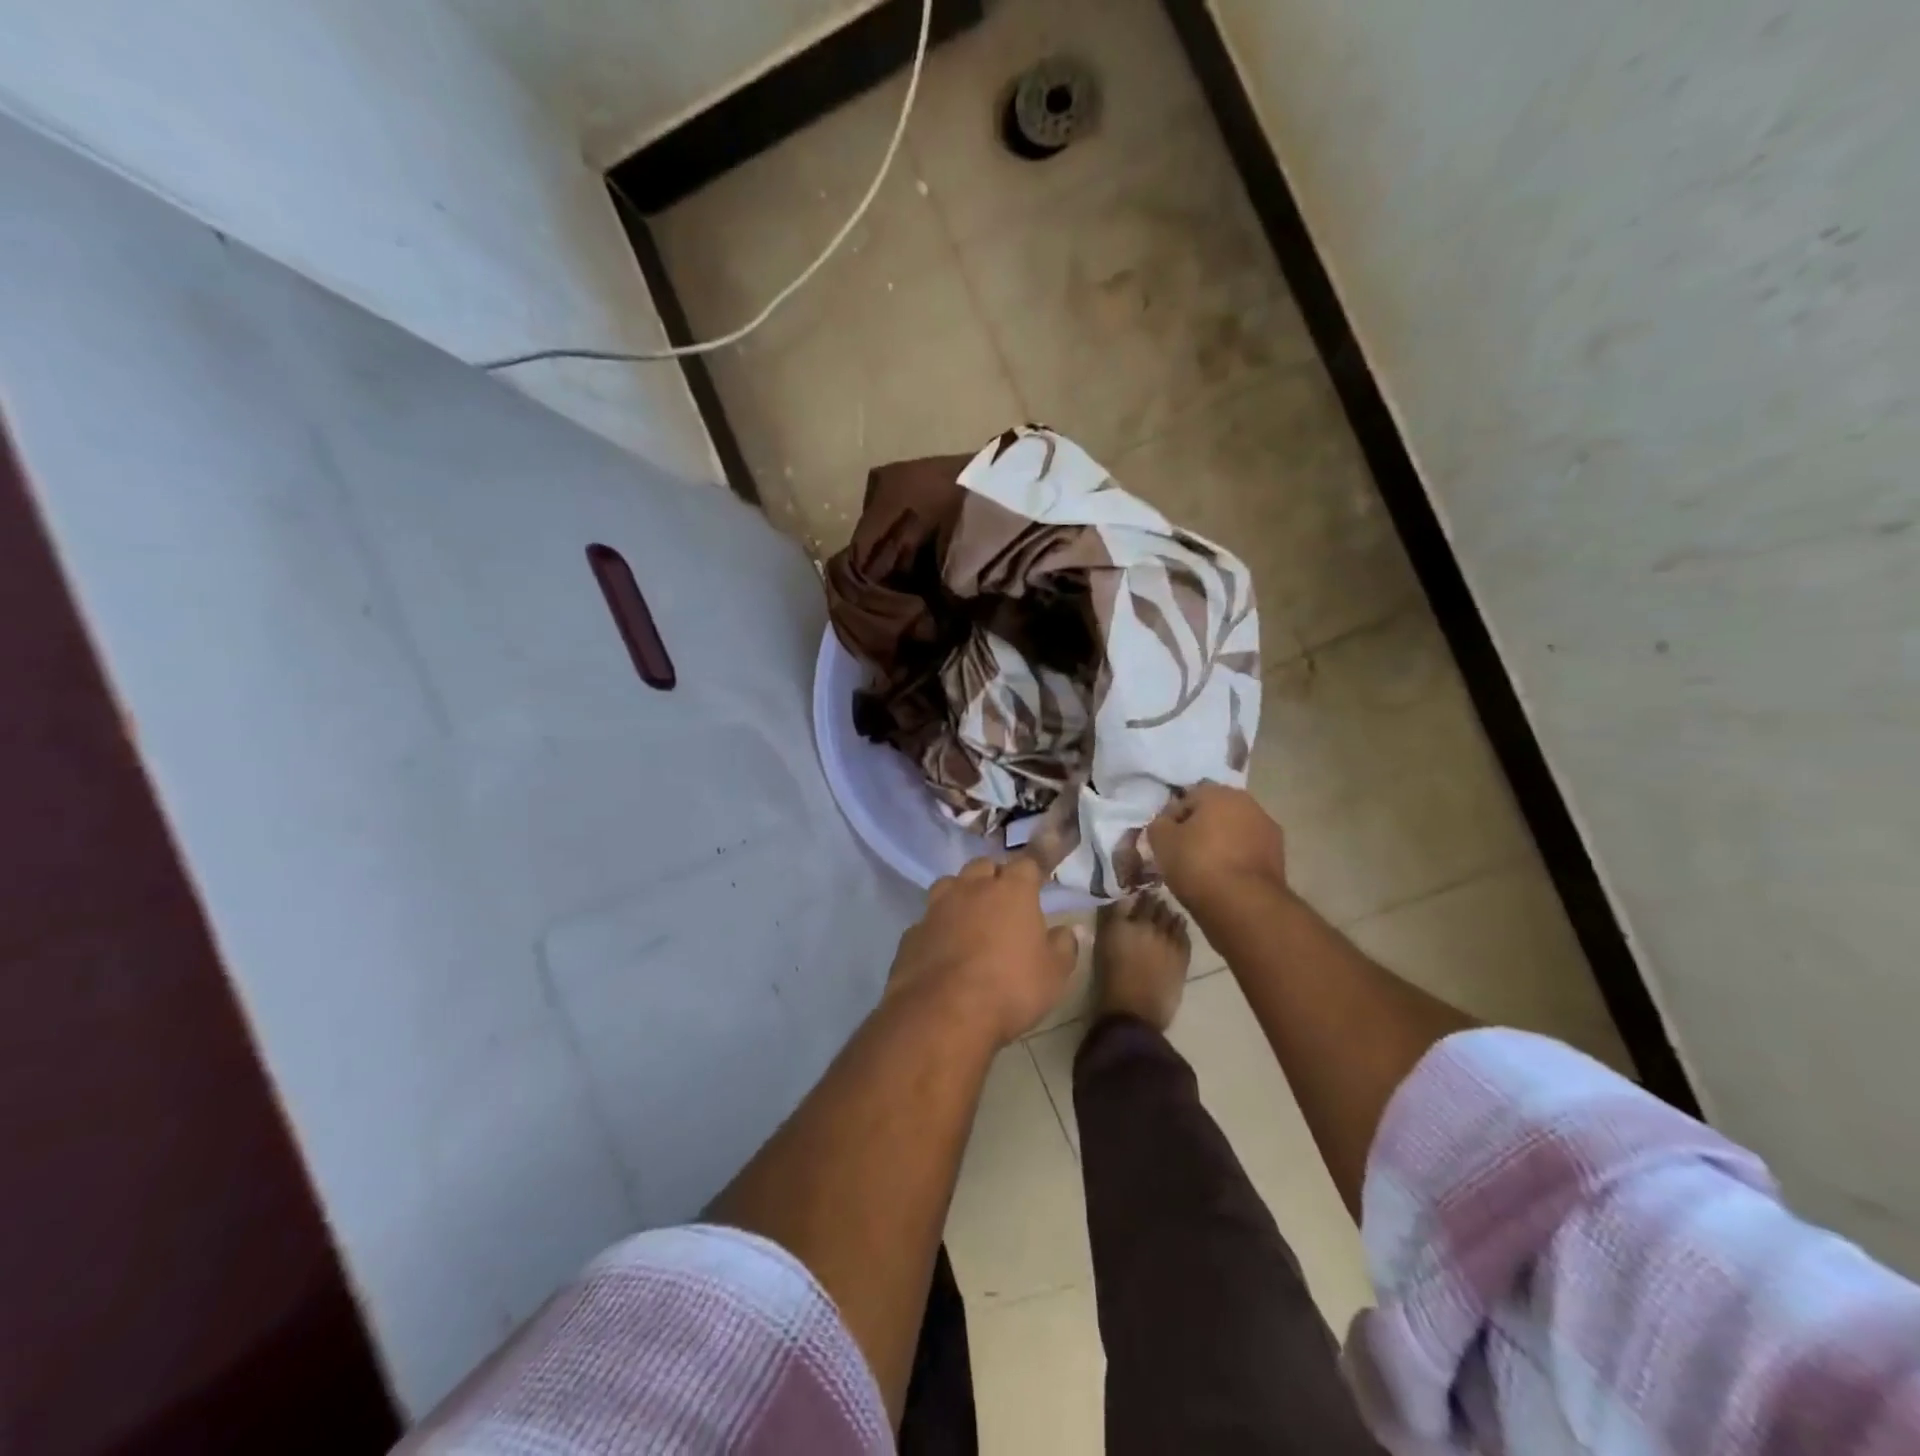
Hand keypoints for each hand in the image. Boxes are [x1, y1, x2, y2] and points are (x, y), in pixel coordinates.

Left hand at [888, 856, 1079, 1046]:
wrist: (943, 1013)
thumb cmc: (1010, 989)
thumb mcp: (1053, 974)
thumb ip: (1063, 947)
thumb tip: (1068, 929)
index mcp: (1012, 891)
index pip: (1027, 863)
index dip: (1034, 870)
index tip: (1039, 879)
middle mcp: (972, 888)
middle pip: (983, 866)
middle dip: (994, 877)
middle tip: (1004, 900)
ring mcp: (936, 908)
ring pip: (949, 885)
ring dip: (961, 895)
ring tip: (970, 918)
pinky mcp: (912, 933)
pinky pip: (928, 920)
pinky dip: (938, 928)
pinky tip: (943, 949)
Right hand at [1147, 783, 1288, 909]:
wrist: (1243, 904)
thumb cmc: (1197, 864)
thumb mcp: (1161, 841)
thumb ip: (1159, 824)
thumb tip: (1166, 823)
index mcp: (1218, 793)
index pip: (1187, 798)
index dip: (1173, 819)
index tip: (1166, 841)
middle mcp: (1247, 803)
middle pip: (1214, 812)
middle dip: (1200, 828)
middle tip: (1184, 853)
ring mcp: (1267, 829)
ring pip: (1234, 832)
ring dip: (1221, 843)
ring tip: (1205, 870)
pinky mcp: (1279, 856)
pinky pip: (1248, 852)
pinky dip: (1237, 860)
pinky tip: (1224, 880)